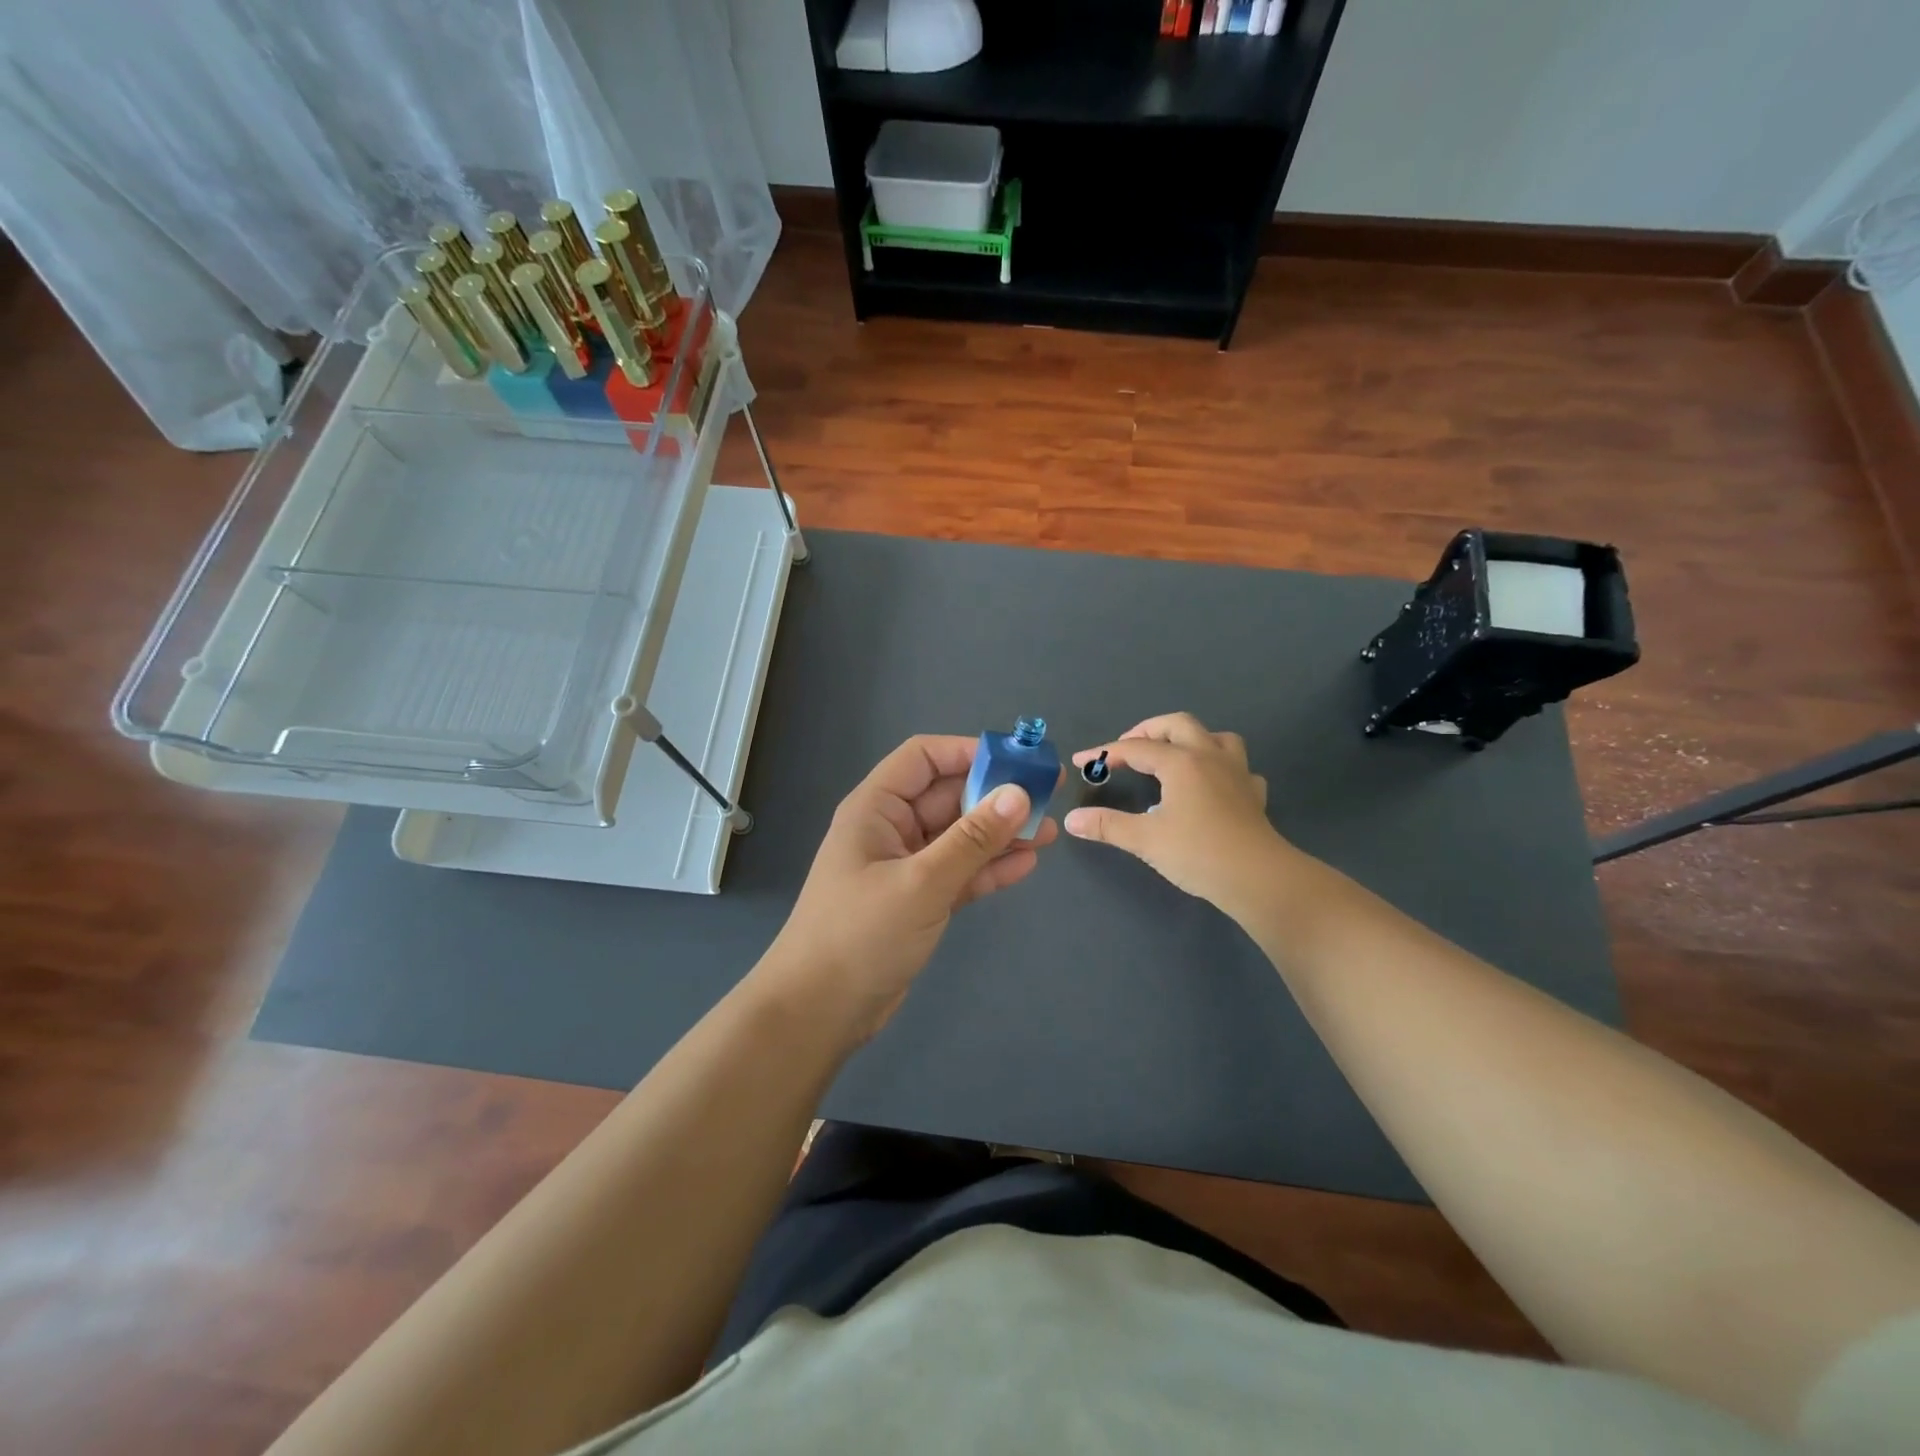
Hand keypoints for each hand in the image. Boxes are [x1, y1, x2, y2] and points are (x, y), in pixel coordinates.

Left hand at [761, 735, 1058, 1043]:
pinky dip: (989, 868)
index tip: (1016, 760)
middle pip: (948, 796)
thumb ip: (972, 839)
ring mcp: (906, 866)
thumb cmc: (861, 934)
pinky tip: (1026, 864)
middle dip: (994, 794)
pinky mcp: (919, 900)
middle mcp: (891, 829)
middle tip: (1047, 795)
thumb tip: (1019, 794)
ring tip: (1048, 831)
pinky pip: (959, 872)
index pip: (923, 758)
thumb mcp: (922, 883)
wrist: (820, 1011)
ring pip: (959, 837)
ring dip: (999, 833)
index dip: (967, 752)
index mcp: (876, 808)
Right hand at [1065, 712, 1287, 910]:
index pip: (1135, 749)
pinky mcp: (1253, 793)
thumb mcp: (1145, 840)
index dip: (1105, 753)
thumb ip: (1107, 825)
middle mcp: (1209, 756)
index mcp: (1180, 762)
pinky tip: (1213, 786)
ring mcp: (1236, 772)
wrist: (1258, 878)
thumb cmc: (1198, 853)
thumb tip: (1072, 820)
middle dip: (1149, 730)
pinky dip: (1222, 768)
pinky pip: (1238, 768)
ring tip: (1174, 755)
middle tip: (1128, 748)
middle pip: (1178, 725)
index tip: (1082, 761)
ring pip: (1216, 737)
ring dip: (1191, 739)